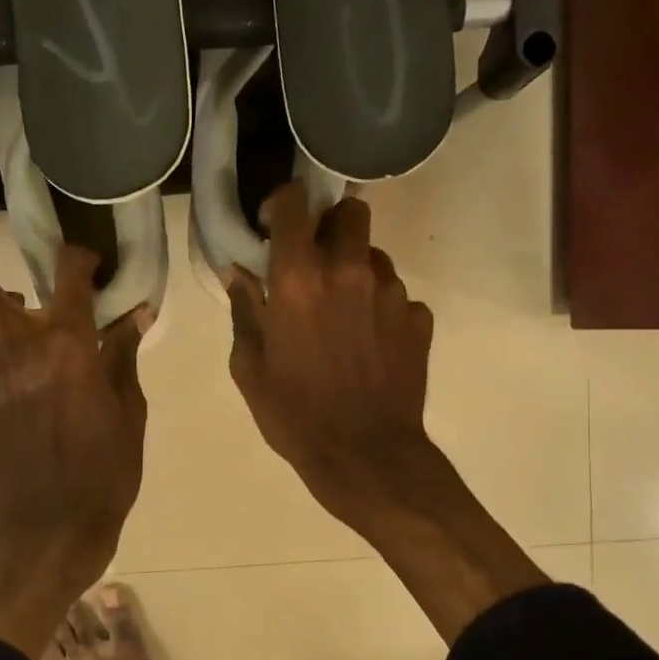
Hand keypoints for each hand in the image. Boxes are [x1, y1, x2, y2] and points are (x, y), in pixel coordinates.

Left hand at [0, 236, 150, 655]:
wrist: (49, 530)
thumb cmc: (104, 473)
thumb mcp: (129, 413)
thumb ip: (124, 357)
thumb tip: (135, 315)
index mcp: (66, 349)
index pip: (67, 278)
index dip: (77, 257)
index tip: (86, 259)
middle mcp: (17, 353)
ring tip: (23, 319)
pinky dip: (6, 365)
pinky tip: (31, 393)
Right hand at [227, 186, 437, 530]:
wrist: (364, 456)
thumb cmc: (294, 415)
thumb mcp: (249, 367)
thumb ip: (244, 310)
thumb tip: (239, 273)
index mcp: (298, 279)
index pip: (294, 203)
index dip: (282, 204)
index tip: (273, 225)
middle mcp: (349, 271)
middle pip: (350, 213)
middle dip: (330, 227)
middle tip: (314, 262)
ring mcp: (392, 293)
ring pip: (375, 256)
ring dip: (355, 272)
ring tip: (343, 314)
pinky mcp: (419, 318)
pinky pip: (397, 296)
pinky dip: (379, 308)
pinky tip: (369, 344)